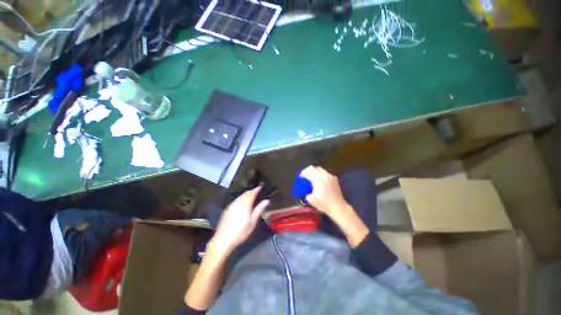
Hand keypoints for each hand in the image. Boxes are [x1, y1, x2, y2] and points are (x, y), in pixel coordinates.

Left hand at [210, 187, 268, 256]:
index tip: (260, 187)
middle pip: (245, 194)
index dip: (256, 189)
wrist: (223, 239)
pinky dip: (240, 199)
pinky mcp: (227, 209)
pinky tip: (241, 203)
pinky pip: (235, 200)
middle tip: (256, 191)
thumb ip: (259, 210)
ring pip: (240, 196)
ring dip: (245, 195)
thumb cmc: (241, 232)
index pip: (251, 193)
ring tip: (250, 196)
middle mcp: (238, 202)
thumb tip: (266, 200)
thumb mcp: (252, 222)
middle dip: (251, 191)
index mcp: (245, 204)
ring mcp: (231, 205)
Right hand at [300, 166, 368, 246]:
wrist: (338, 207)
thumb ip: (306, 192)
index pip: (307, 173)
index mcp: (317, 180)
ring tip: (312, 175)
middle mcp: (324, 175)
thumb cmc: (324, 204)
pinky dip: (322, 174)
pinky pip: (326, 173)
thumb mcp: (311, 199)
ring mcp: (330, 176)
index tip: (300, 177)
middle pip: (313, 169)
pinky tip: (321, 179)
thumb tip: (306, 190)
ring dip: (314, 171)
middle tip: (304, 175)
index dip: (302, 174)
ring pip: (320, 169)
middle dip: (307, 171)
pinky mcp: (335, 179)